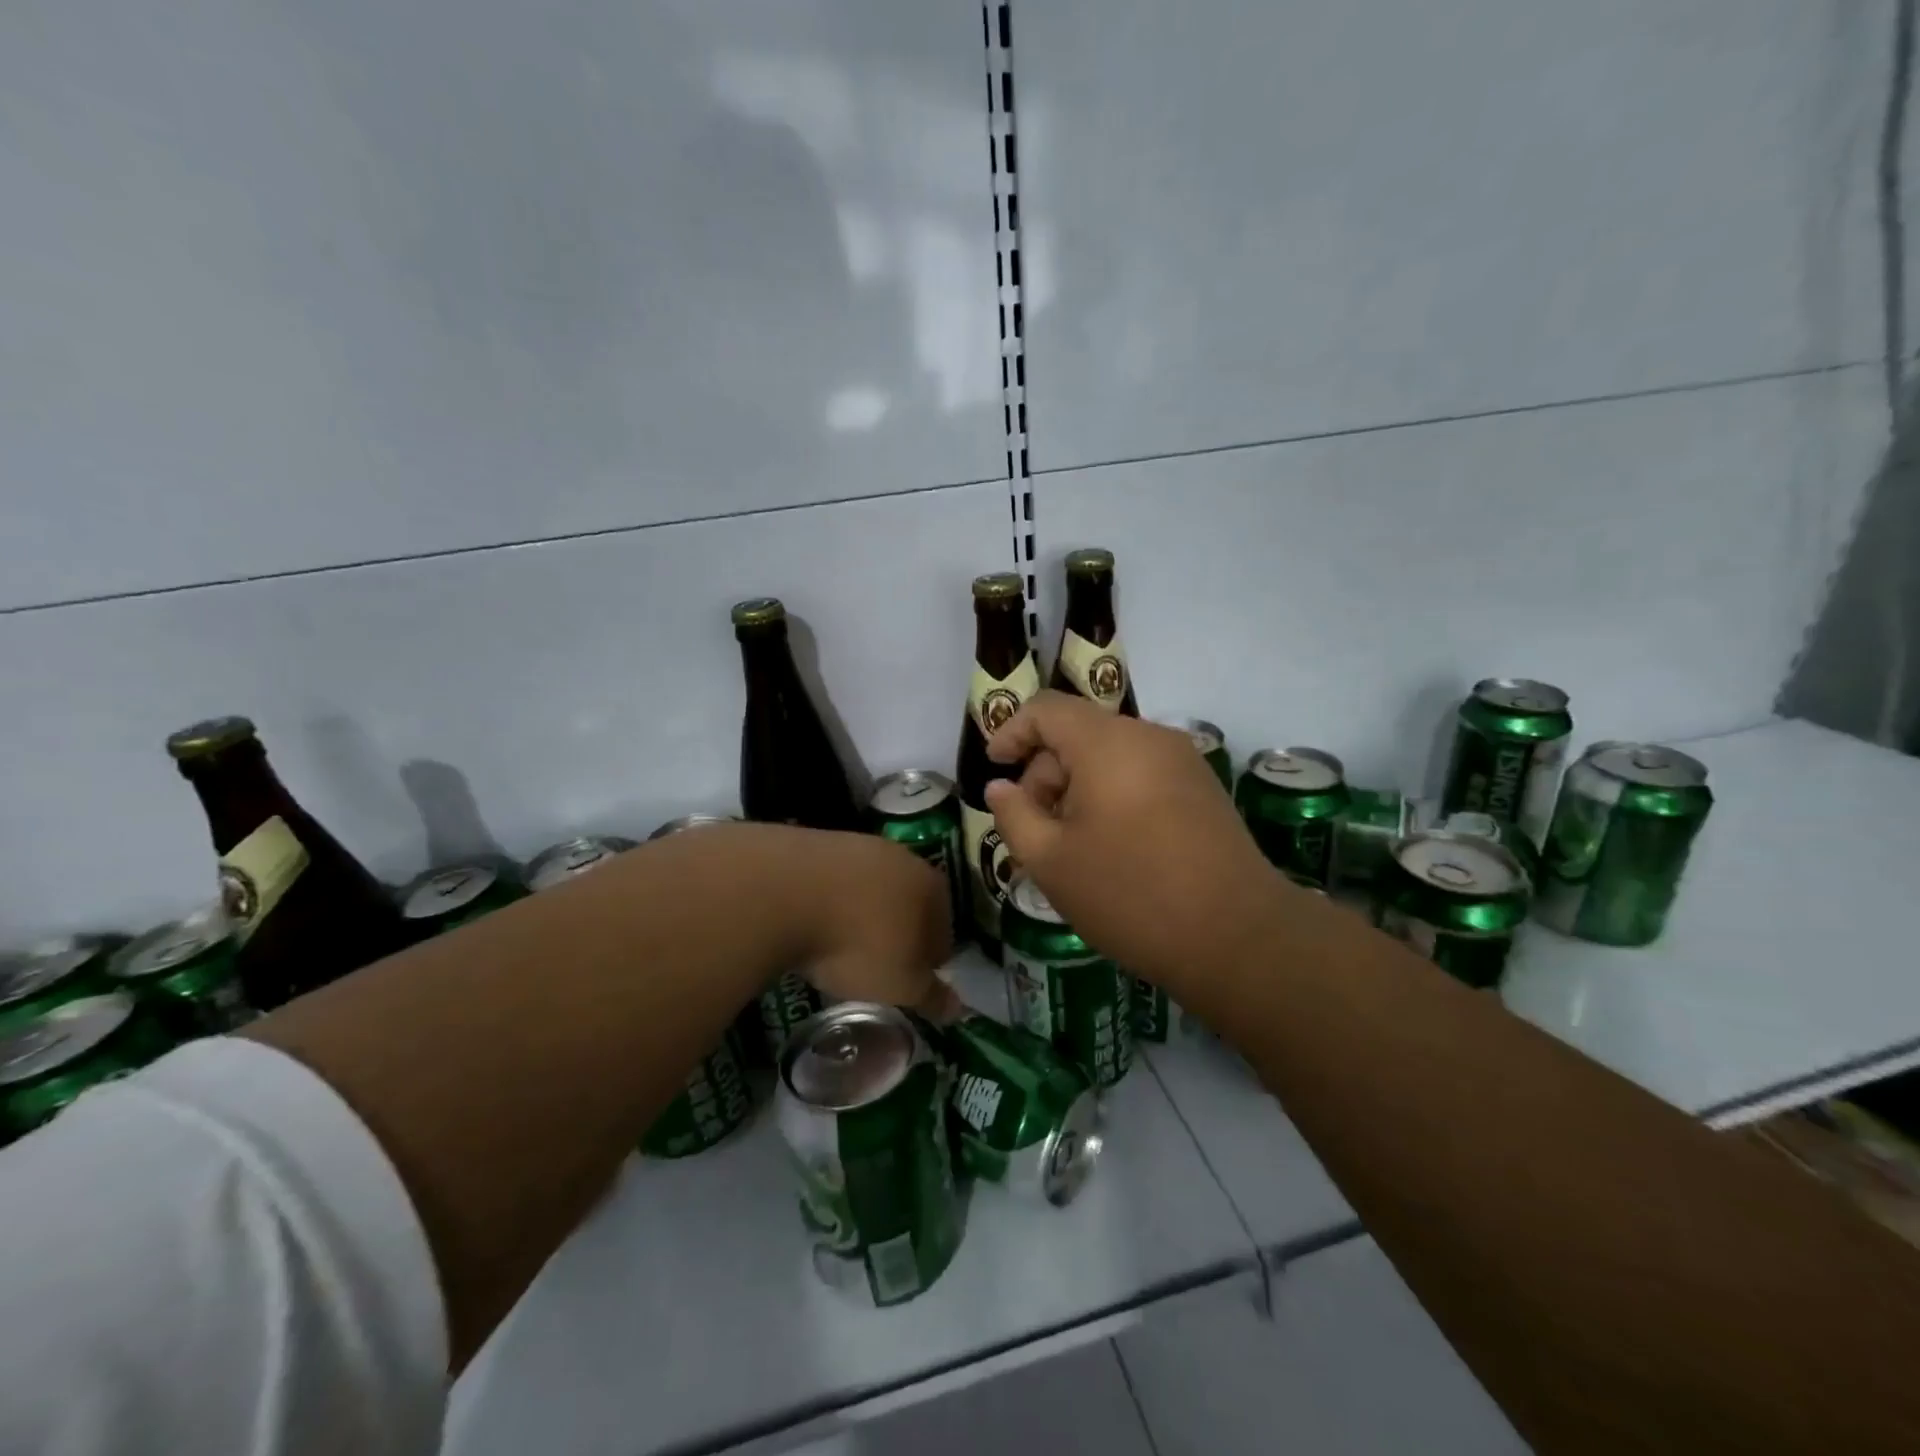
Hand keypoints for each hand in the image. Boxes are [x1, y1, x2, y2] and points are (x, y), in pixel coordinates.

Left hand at [787, 830, 961, 1021]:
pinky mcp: (817, 843)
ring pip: (870, 887)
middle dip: (899, 930)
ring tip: (841, 946)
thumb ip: (931, 995)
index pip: (944, 927)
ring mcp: (857, 845)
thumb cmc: (857, 944)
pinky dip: (829, 900)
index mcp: (932, 887)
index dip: (932, 958)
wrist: (784, 892)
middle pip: (908, 901)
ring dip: (862, 912)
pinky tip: (813, 922)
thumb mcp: (900, 984)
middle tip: (879, 963)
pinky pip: (833, 880)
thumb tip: (958, 1008)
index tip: (914, 979)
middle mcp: (901, 857)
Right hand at [984, 692, 1287, 987]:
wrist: (1238, 936)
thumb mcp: (1051, 861)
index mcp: (1107, 743)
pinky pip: (1140, 774)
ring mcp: (1182, 761)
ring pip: (1110, 756)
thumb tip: (1000, 788)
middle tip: (1033, 830)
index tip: (996, 770)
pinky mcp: (1202, 788)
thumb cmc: (1131, 894)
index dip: (1011, 731)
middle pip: (1079, 733)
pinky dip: (1111, 796)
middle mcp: (1148, 736)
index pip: (1046, 709)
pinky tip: (1109, 847)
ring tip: (1069, 847)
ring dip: (1077, 789)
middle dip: (1045, 773)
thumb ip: (1014, 816)